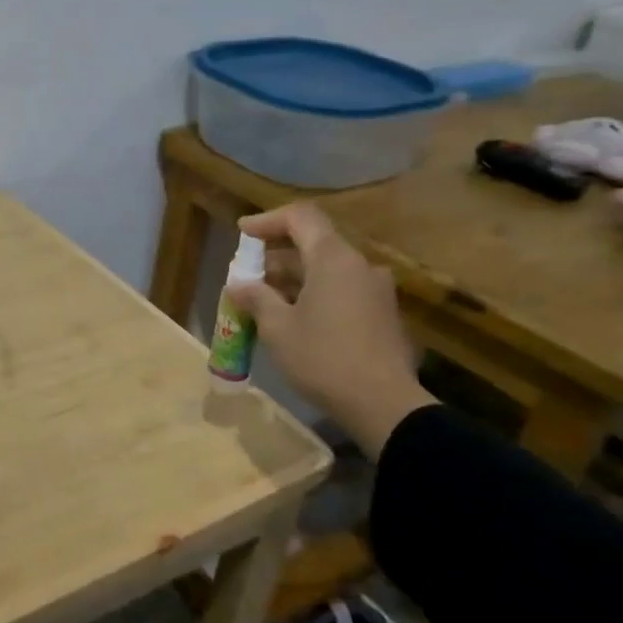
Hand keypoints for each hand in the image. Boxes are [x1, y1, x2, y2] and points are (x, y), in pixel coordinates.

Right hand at [228, 203, 434, 456]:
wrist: (384, 405)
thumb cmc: (324, 358)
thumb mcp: (278, 328)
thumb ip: (256, 297)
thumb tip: (238, 285)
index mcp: (334, 259)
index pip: (300, 217)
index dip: (268, 220)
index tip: (242, 232)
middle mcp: (359, 266)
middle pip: (314, 243)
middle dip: (276, 255)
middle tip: (248, 275)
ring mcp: (376, 291)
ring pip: (328, 269)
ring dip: (295, 277)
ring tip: (265, 300)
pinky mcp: (383, 315)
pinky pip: (343, 290)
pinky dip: (315, 293)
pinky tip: (296, 319)